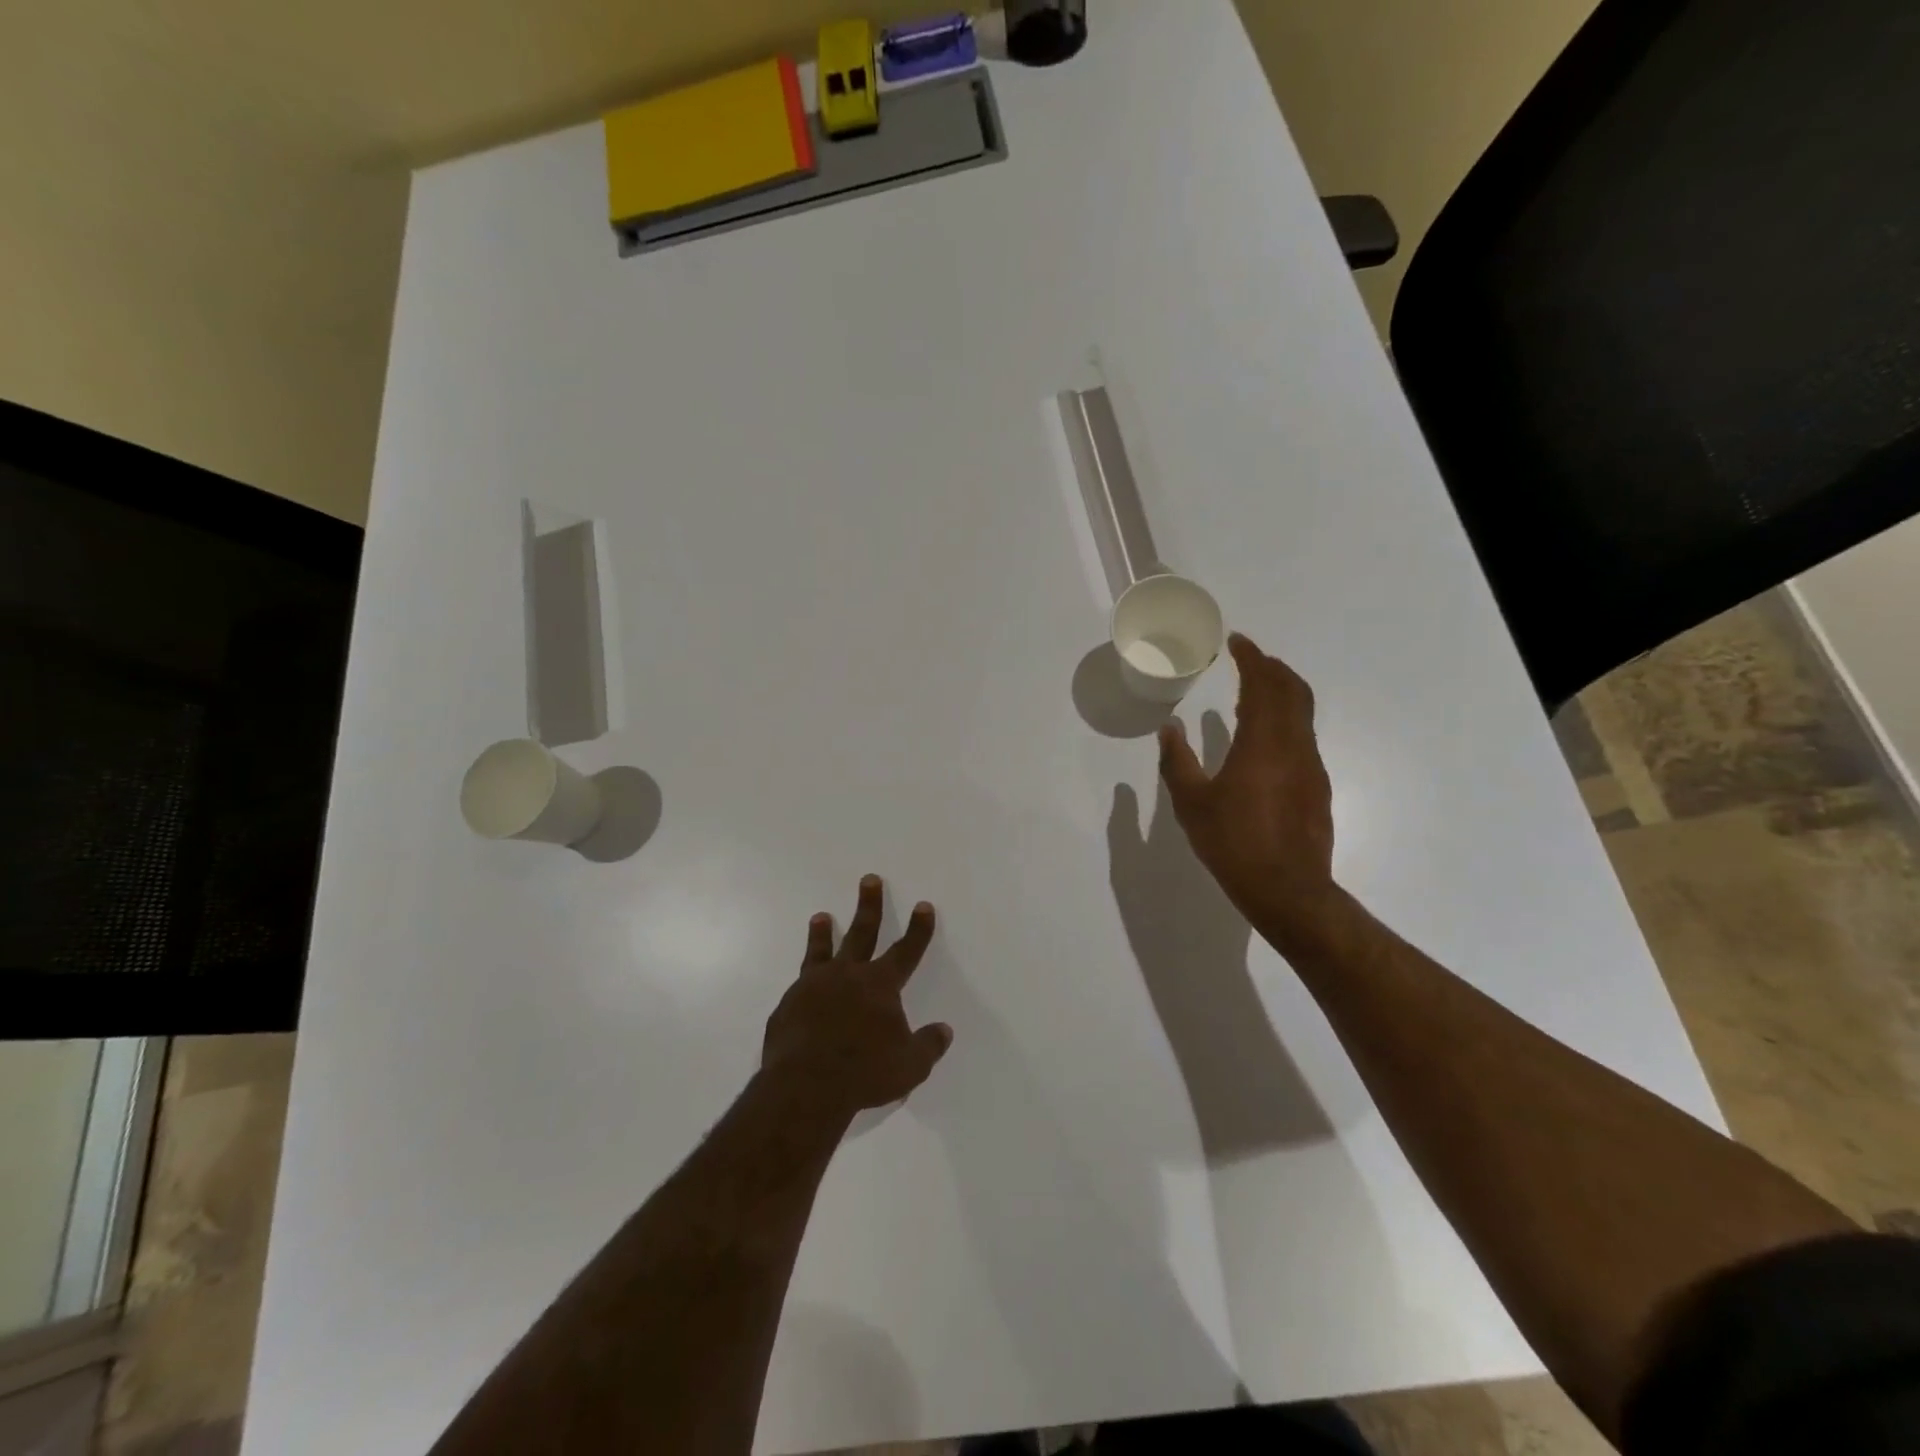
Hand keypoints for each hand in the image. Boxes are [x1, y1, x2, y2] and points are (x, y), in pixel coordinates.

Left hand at [761, 875, 954, 1122]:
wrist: (805, 1086)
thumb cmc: (864, 1074)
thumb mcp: (910, 1066)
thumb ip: (928, 1045)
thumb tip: (944, 1031)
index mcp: (880, 985)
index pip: (906, 950)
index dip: (918, 929)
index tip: (923, 905)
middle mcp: (848, 976)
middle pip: (862, 933)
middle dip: (869, 905)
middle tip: (869, 879)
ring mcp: (813, 987)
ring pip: (822, 951)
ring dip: (824, 932)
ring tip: (821, 916)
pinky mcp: (788, 1005)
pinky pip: (800, 986)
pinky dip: (805, 981)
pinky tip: (802, 986)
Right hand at [1157, 634, 1336, 946]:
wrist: (1288, 891)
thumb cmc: (1233, 843)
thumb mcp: (1191, 803)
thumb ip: (1177, 761)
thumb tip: (1169, 728)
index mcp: (1262, 743)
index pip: (1264, 684)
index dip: (1252, 658)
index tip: (1237, 641)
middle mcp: (1294, 745)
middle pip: (1294, 690)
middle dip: (1272, 667)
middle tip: (1248, 658)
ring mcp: (1311, 766)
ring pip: (1303, 713)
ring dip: (1282, 692)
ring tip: (1254, 690)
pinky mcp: (1317, 786)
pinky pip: (1302, 736)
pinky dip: (1285, 719)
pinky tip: (1263, 738)